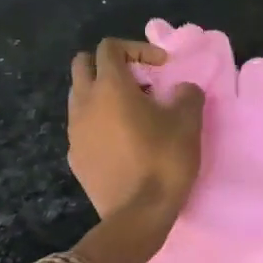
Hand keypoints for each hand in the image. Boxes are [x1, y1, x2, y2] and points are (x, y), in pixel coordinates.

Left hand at [68, 38, 204, 223]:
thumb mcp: (188, 122)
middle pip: (83, 65)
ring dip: (102, 94)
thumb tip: (182, 88)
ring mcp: (74, 131)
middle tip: (140, 83)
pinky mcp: (74, 157)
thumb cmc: (163, 161)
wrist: (137, 215)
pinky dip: (98, 123)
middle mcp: (84, 103)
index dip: (137, 48)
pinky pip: (82, 127)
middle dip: (110, 65)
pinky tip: (122, 142)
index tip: (161, 67)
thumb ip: (187, 94)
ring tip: (132, 113)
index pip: (109, 47)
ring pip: (80, 96)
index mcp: (109, 87)